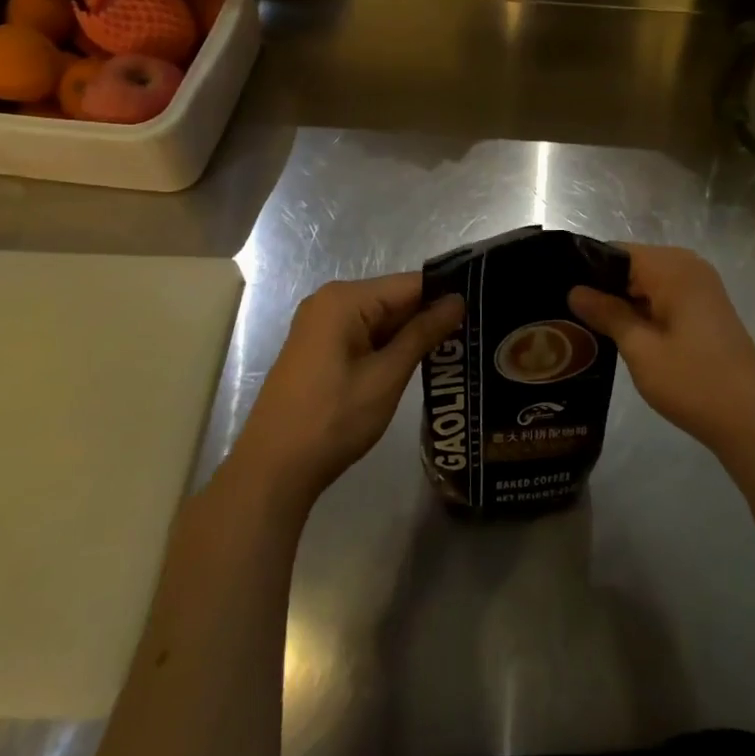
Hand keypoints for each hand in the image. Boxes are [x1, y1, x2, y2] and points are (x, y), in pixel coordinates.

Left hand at [224, 274, 462, 513]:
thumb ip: (422, 334)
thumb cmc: (332, 420)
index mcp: (344, 300)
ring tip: (457, 349)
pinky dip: (388, 348)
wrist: (271, 471)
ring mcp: (321, 326)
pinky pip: (364, 336)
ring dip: (411, 336)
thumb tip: (457, 301)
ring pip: (381, 320)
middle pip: (394, 299)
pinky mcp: (319, 350)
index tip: (482, 309)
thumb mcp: (386, 377)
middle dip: (430, 317)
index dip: (445, 296)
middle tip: (475, 334)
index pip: (410, 284)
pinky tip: (418, 363)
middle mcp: (330, 302)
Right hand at [569, 244, 754, 458]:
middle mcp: (689, 267)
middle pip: (633, 264)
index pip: (617, 252)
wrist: (750, 418)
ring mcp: (701, 287)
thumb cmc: (692, 381)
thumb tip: (575, 291)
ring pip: (648, 282)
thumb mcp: (640, 349)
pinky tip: (621, 332)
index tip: (560, 290)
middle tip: (568, 311)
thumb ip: (608, 314)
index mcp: (673, 268)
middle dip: (603, 286)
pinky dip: (644, 309)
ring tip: (586, 323)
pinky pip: (665, 295)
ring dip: (623, 300)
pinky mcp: (706, 308)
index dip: (588, 269)